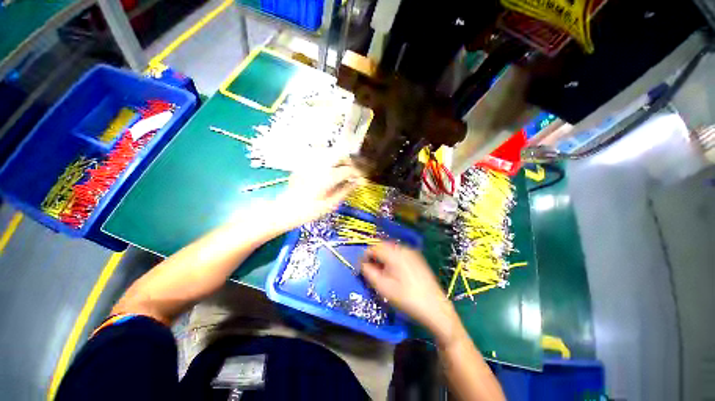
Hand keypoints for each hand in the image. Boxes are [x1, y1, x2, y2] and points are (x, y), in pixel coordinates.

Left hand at [275, 162, 362, 230]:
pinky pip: (320, 155)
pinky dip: (329, 160)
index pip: (349, 169)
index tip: (361, 179)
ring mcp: (311, 162)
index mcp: (328, 176)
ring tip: (342, 171)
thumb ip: (346, 190)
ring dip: (340, 160)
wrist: (285, 210)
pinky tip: (329, 169)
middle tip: (353, 174)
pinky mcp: (304, 163)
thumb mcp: (331, 204)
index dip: (358, 173)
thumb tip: (357, 182)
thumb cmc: (309, 211)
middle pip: (341, 156)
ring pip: (331, 153)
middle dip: (350, 163)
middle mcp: (320, 165)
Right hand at [361, 242, 459, 341]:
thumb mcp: (383, 288)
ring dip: (383, 258)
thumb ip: (369, 273)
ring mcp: (412, 252)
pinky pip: (400, 253)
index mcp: (394, 253)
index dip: (365, 257)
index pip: (373, 248)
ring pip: (391, 250)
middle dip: (374, 257)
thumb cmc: (407, 299)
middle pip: (382, 246)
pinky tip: (394, 272)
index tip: (361, 268)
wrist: (435, 308)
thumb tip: (362, 264)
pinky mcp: (417, 258)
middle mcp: (403, 248)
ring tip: (382, 272)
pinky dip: (393, 259)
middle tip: (371, 271)